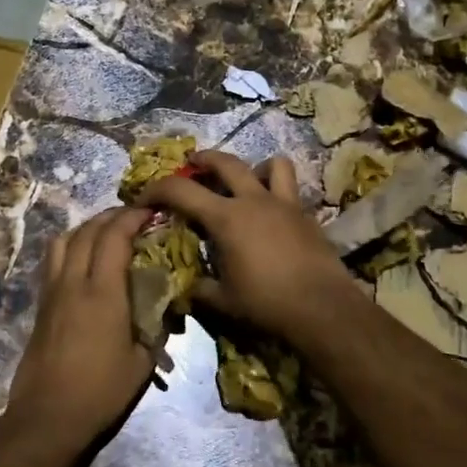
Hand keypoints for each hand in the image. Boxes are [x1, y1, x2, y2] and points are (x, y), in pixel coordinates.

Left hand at [7, 207, 161, 445]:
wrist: (48, 416)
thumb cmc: (101, 391)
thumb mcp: (142, 362)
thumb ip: (156, 328)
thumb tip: (167, 307)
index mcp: (102, 292)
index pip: (114, 237)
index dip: (131, 217)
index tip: (150, 210)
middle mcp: (73, 282)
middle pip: (87, 231)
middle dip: (111, 217)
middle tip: (132, 217)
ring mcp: (52, 292)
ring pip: (63, 241)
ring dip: (86, 228)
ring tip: (106, 233)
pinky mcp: (41, 305)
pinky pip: (53, 261)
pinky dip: (70, 247)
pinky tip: (83, 260)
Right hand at [138, 151, 359, 345]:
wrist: (322, 307)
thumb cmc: (266, 303)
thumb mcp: (222, 300)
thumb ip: (199, 289)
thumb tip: (185, 287)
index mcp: (226, 218)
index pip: (181, 190)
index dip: (157, 189)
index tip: (144, 197)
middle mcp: (254, 200)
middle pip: (225, 162)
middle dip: (203, 159)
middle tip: (192, 164)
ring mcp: (284, 203)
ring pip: (271, 164)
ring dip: (253, 167)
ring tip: (246, 181)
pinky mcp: (306, 215)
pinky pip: (290, 189)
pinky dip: (277, 191)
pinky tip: (272, 213)